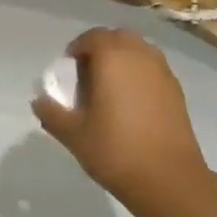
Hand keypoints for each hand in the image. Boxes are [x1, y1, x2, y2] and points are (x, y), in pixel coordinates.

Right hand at [31, 28, 210, 215]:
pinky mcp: (177, 90)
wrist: (168, 179)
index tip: (67, 69)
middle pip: (117, 38)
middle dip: (100, 49)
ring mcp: (162, 71)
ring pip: (138, 50)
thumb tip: (39, 101)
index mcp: (113, 58)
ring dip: (122, 59)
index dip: (77, 48)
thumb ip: (51, 113)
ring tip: (109, 88)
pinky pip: (152, 69)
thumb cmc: (115, 151)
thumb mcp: (73, 134)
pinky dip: (138, 74)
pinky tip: (131, 103)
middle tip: (87, 75)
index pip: (92, 37)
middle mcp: (140, 56)